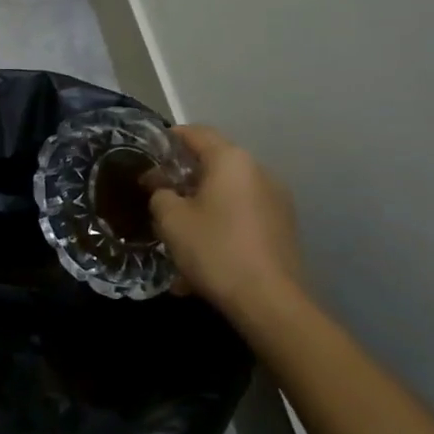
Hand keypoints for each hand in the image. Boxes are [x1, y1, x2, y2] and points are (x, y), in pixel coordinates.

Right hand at [148, 125, 305, 318]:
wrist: (269, 300)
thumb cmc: (215, 250)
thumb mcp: (172, 221)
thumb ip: (161, 196)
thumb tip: (164, 191)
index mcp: (231, 161)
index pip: (197, 133)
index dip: (171, 137)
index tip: (151, 148)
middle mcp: (258, 172)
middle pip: (215, 164)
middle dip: (185, 178)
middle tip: (159, 195)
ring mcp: (275, 200)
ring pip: (227, 195)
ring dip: (202, 207)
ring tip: (179, 234)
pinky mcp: (282, 228)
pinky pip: (242, 218)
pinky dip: (220, 227)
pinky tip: (203, 259)